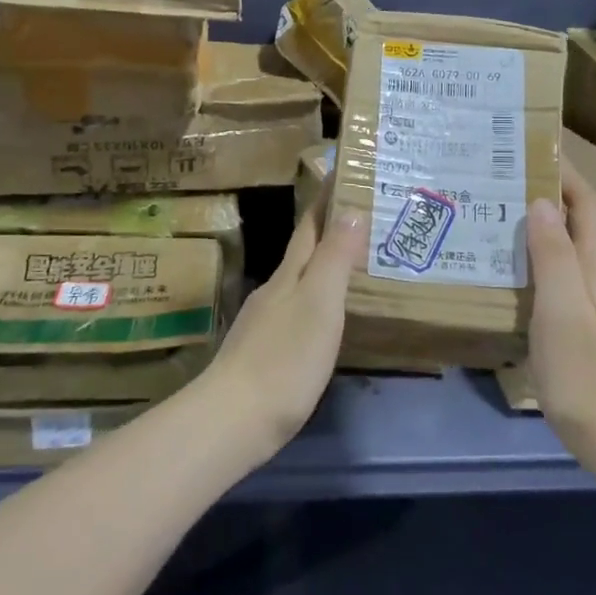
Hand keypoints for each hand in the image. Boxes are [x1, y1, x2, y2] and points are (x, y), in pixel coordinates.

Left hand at [207, 200, 364, 454]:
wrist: (234, 419)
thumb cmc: (285, 358)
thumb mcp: (320, 303)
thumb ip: (335, 258)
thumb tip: (350, 208)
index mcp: (289, 275)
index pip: (309, 227)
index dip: (325, 202)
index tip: (341, 175)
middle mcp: (274, 291)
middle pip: (302, 253)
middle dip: (327, 232)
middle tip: (362, 218)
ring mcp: (264, 322)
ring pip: (297, 282)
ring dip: (321, 267)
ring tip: (351, 265)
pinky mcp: (263, 352)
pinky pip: (295, 311)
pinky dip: (314, 301)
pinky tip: (324, 317)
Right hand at [525, 159, 595, 449]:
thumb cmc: (586, 374)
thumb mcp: (561, 311)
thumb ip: (553, 256)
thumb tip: (542, 202)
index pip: (587, 208)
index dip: (568, 178)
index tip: (540, 152)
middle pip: (582, 231)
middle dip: (550, 207)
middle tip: (505, 197)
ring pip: (576, 262)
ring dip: (547, 242)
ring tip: (505, 241)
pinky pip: (573, 289)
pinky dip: (550, 275)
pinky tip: (526, 292)